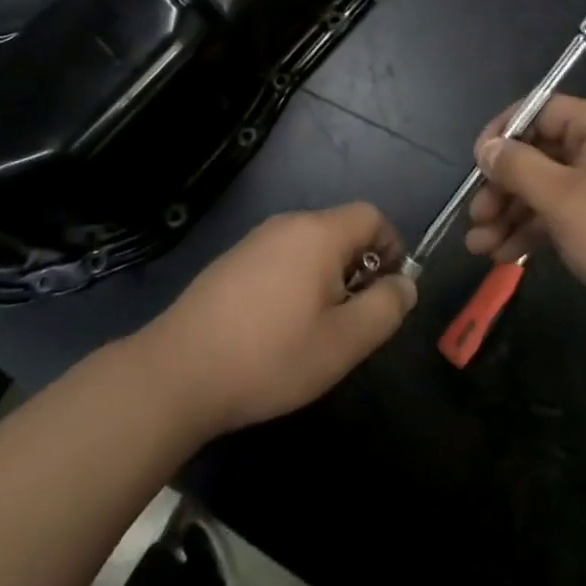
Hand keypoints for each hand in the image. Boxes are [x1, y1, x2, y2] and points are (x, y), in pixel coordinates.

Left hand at [140, 204, 417, 436]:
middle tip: (354, 320)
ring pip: (310, 246)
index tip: (388, 293)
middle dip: (359, 268)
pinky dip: (296, 282)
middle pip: (341, 230)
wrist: (179, 370)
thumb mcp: (344, 342)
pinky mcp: (232, 261)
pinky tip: (279, 328)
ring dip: (328, 278)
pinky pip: (281, 258)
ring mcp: (255, 240)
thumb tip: (406, 284)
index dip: (392, 248)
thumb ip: (385, 308)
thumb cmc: (271, 356)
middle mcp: (287, 224)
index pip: (371, 216)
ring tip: (318, 330)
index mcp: (318, 233)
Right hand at [465, 96, 585, 326]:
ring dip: (512, 215)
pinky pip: (565, 212)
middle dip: (502, 187)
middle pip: (539, 153)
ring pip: (548, 188)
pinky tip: (506, 256)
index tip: (476, 166)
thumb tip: (487, 147)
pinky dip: (536, 230)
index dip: (502, 134)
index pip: (538, 111)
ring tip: (479, 248)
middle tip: (476, 218)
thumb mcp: (562, 199)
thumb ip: (518, 167)